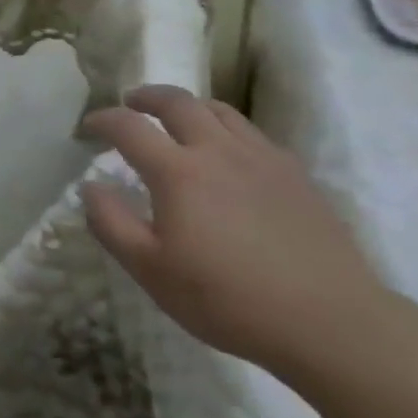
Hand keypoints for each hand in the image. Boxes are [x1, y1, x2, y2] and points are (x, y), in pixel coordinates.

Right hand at [81, 86, 388, 377]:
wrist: (329, 321)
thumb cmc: (226, 299)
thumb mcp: (151, 271)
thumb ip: (111, 224)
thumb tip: (90, 186)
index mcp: (178, 172)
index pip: (129, 127)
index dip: (103, 120)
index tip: (88, 127)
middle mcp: (218, 151)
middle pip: (178, 102)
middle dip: (147, 96)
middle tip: (131, 103)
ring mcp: (262, 158)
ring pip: (220, 110)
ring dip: (189, 106)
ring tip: (178, 117)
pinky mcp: (296, 174)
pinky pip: (253, 133)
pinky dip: (227, 128)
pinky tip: (229, 153)